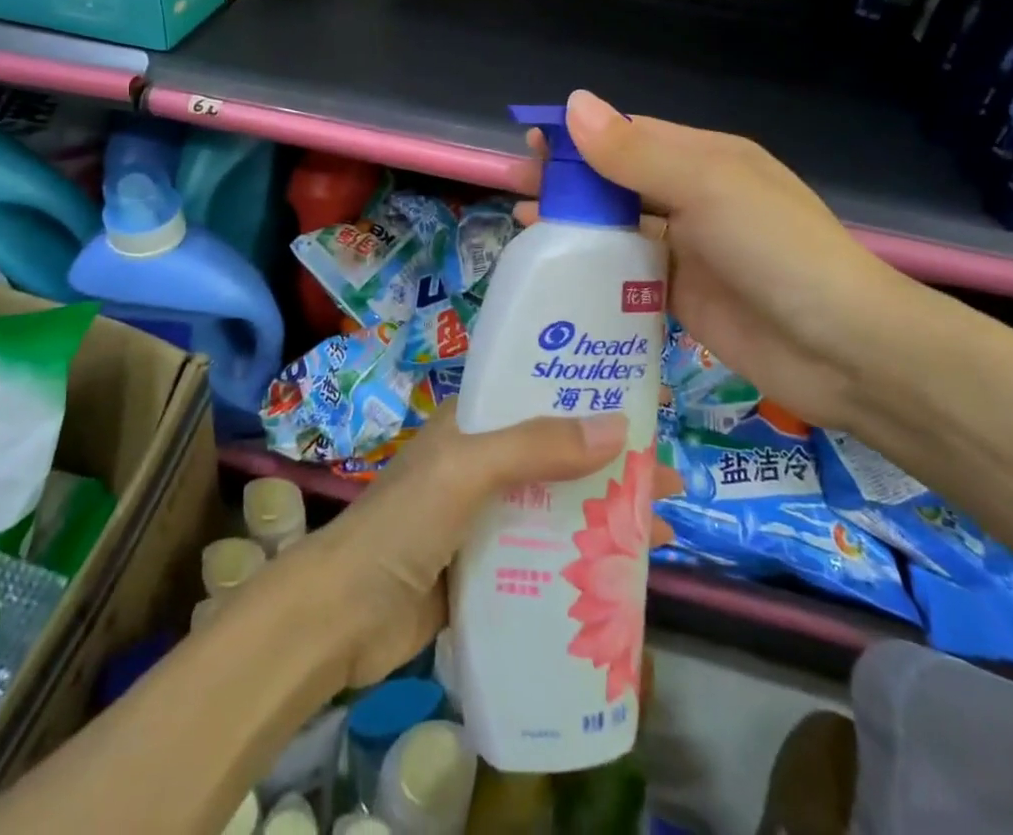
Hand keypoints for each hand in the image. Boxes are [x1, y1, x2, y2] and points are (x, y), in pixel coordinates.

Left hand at [280, 403, 677, 689]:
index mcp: (472, 424)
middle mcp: (481, 463)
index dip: (589, 395)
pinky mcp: (486, 569)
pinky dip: (579, 561)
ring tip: (661, 532)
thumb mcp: (467, 471)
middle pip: (558, 454)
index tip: (644, 405)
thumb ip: (535, 447)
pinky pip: (544, 557)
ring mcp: (484, 518)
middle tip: (669, 480)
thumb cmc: (403, 524)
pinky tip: (621, 581)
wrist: (343, 617)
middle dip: (611, 464)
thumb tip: (618, 426)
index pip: (538, 395)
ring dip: (603, 515)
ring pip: (556, 507)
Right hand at [523, 89, 933, 432]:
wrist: (842, 349)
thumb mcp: (706, 187)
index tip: (530, 142)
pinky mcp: (680, 297)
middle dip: (567, 181)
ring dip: (573, 224)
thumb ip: (635, 153)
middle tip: (514, 185)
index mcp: (704, 160)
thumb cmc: (776, 250)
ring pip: (617, 228)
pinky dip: (591, 271)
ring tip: (522, 225)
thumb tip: (573, 105)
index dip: (579, 136)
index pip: (629, 135)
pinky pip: (626, 276)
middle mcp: (693, 199)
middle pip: (617, 181)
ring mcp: (687, 251)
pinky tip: (555, 274)